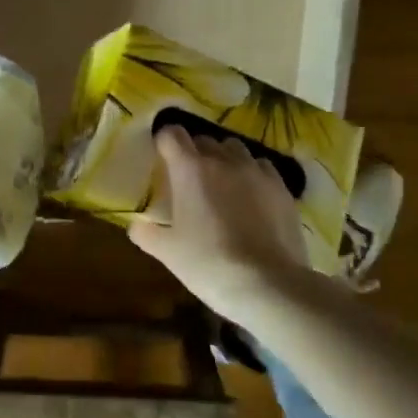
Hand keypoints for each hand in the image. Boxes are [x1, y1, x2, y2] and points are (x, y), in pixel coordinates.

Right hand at [128, 125, 308, 320]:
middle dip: (193, 152)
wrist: (267, 283)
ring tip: (222, 184)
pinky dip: (251, 174)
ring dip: (224, 159)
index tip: (160, 156)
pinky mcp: (281, 187)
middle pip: (204, 140)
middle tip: (188, 179)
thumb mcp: (167, 252)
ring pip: (235, 149)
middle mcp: (224, 160)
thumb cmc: (208, 264)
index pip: (172, 134)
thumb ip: (146, 233)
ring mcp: (257, 171)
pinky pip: (261, 167)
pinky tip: (250, 196)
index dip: (164, 142)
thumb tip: (136, 225)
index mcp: (190, 169)